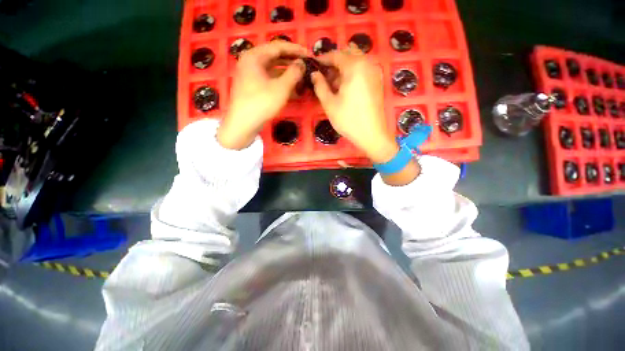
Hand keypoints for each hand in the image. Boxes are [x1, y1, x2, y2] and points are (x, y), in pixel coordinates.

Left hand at [217, 41, 306, 149]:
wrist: (243, 124)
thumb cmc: (261, 103)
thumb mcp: (281, 88)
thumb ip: (294, 73)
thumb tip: (302, 64)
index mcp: (255, 56)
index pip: (278, 47)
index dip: (295, 50)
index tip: (309, 55)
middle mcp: (251, 62)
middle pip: (275, 57)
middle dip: (292, 62)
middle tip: (306, 66)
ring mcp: (251, 75)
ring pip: (273, 70)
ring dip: (288, 74)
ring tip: (302, 78)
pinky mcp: (253, 87)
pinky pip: (269, 80)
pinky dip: (281, 82)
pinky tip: (292, 89)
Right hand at [312, 46, 419, 184]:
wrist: (372, 134)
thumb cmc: (348, 120)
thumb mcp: (329, 104)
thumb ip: (320, 86)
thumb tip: (314, 74)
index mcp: (355, 66)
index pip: (336, 54)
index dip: (323, 59)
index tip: (313, 67)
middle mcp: (367, 63)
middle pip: (348, 54)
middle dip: (334, 62)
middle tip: (324, 77)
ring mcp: (374, 72)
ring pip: (356, 61)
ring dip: (343, 68)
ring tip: (333, 85)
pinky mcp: (377, 81)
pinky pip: (363, 70)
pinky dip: (352, 73)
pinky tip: (345, 88)